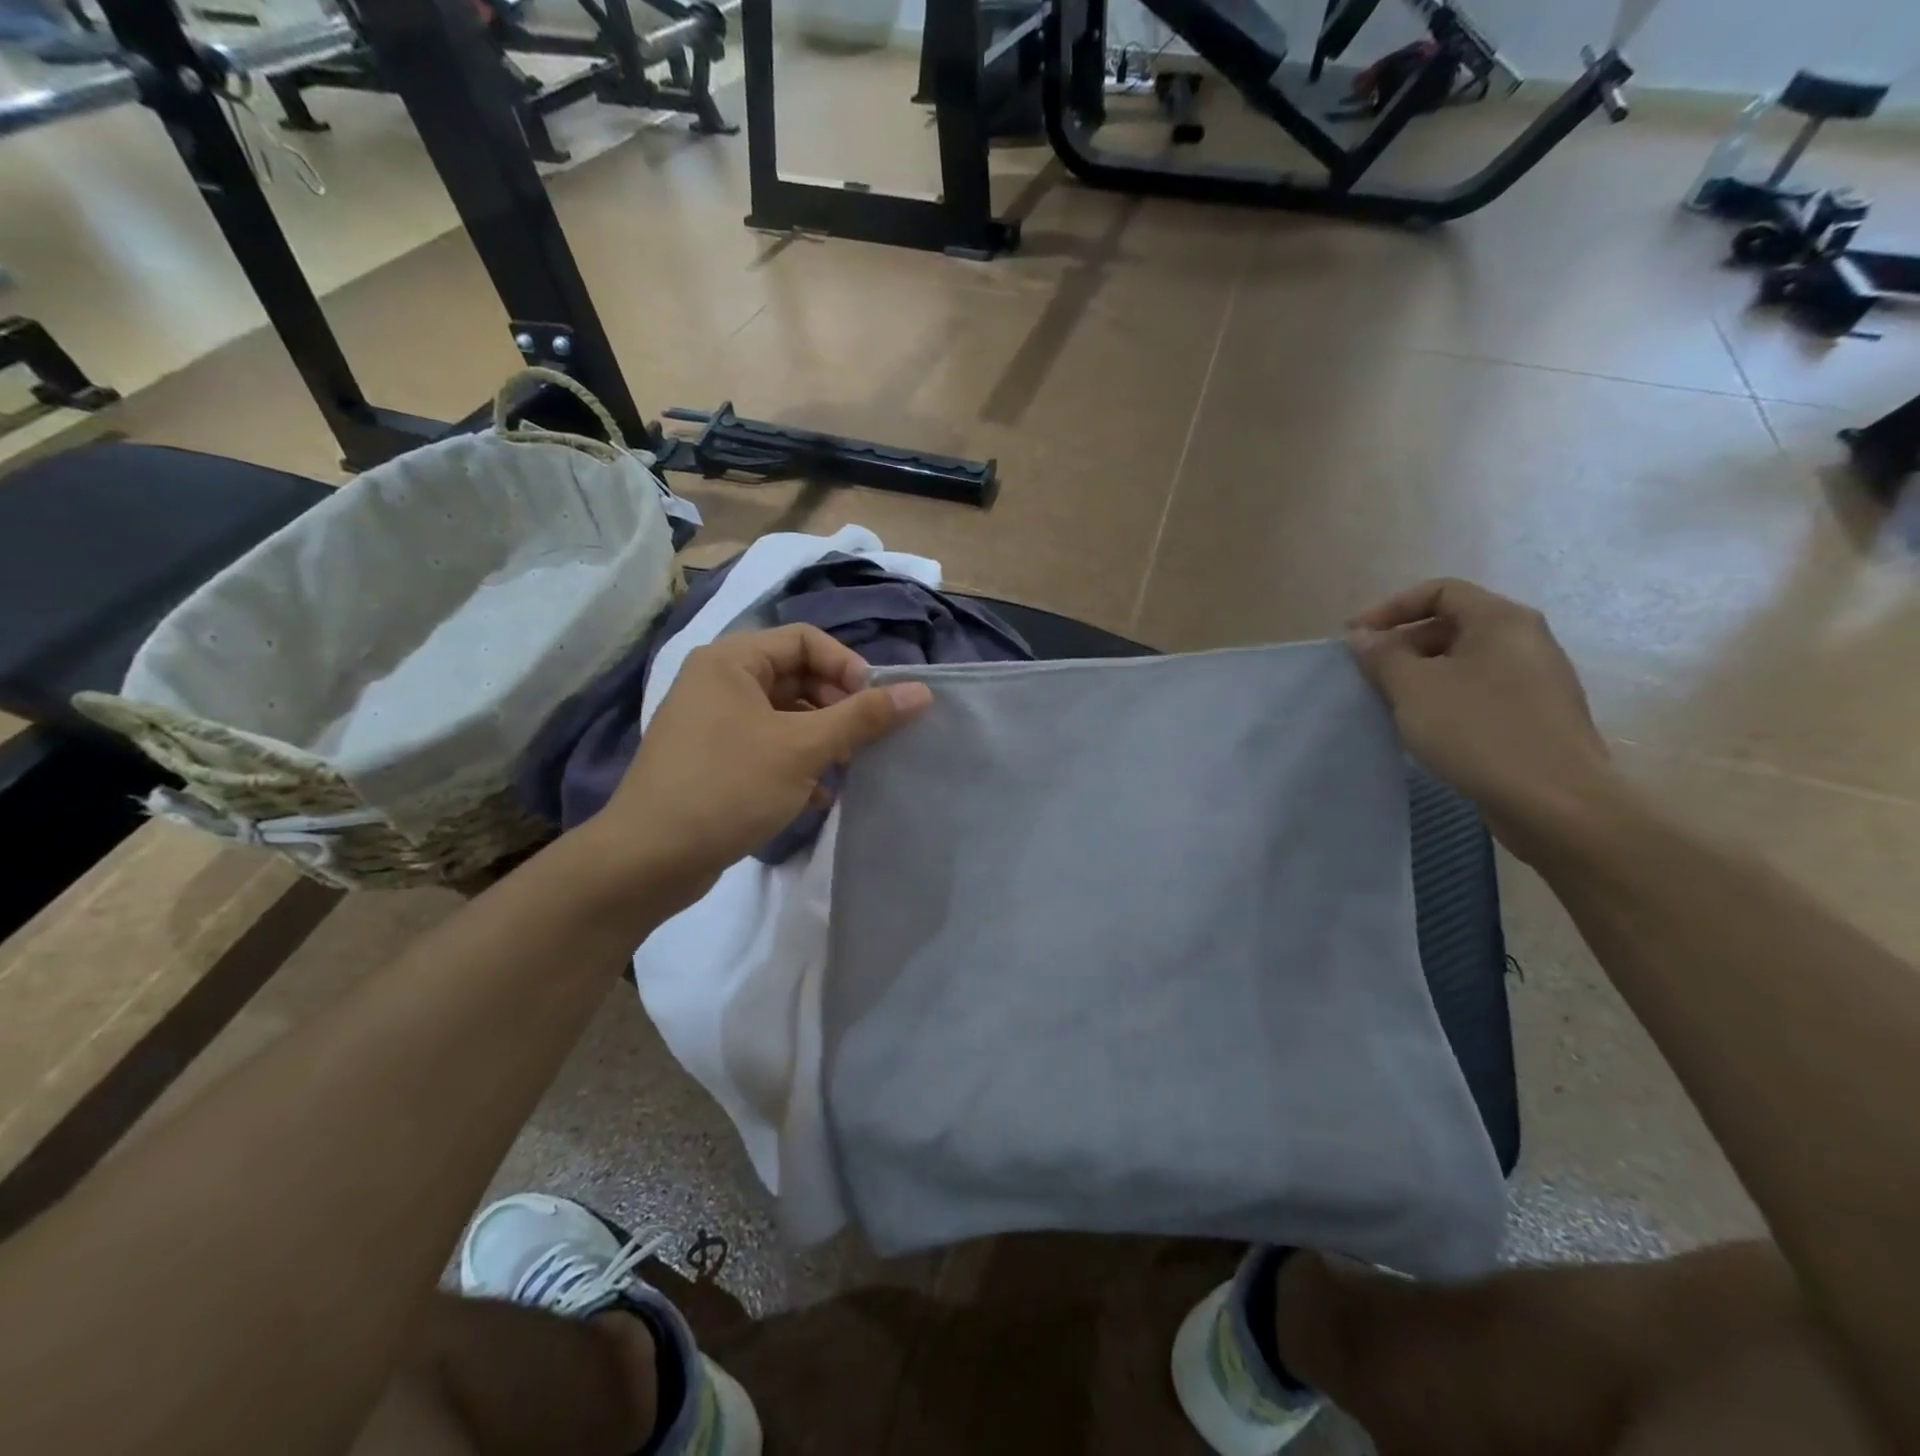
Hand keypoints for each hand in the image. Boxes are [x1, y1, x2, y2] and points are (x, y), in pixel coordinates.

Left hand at [589, 625, 931, 906]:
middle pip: (796, 676)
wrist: (648, 860)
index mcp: (732, 661)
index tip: (875, 705)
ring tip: (845, 770)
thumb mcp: (803, 748)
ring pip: (785, 716)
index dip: (847, 666)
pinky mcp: (713, 761)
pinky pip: (767, 746)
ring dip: (821, 739)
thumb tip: (921, 691)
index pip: (806, 640)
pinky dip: (797, 763)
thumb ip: (863, 717)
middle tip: (863, 742)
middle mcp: (718, 682)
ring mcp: (712, 723)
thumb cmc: (727, 788)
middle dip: (837, 707)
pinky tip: (817, 796)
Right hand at [1347, 579, 1620, 861]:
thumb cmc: (1478, 731)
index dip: (1390, 608)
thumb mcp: (1414, 688)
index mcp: (1502, 620)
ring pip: (1465, 661)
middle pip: (1452, 624)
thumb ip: (1382, 655)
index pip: (1439, 591)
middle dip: (1403, 644)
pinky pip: (1480, 691)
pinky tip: (1426, 729)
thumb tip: (1362, 636)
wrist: (1556, 802)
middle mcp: (1526, 640)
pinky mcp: (1537, 716)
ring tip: (1390, 703)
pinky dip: (1446, 698)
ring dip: (1421, 674)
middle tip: (1368, 674)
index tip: (1356, 639)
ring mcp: (1537, 680)